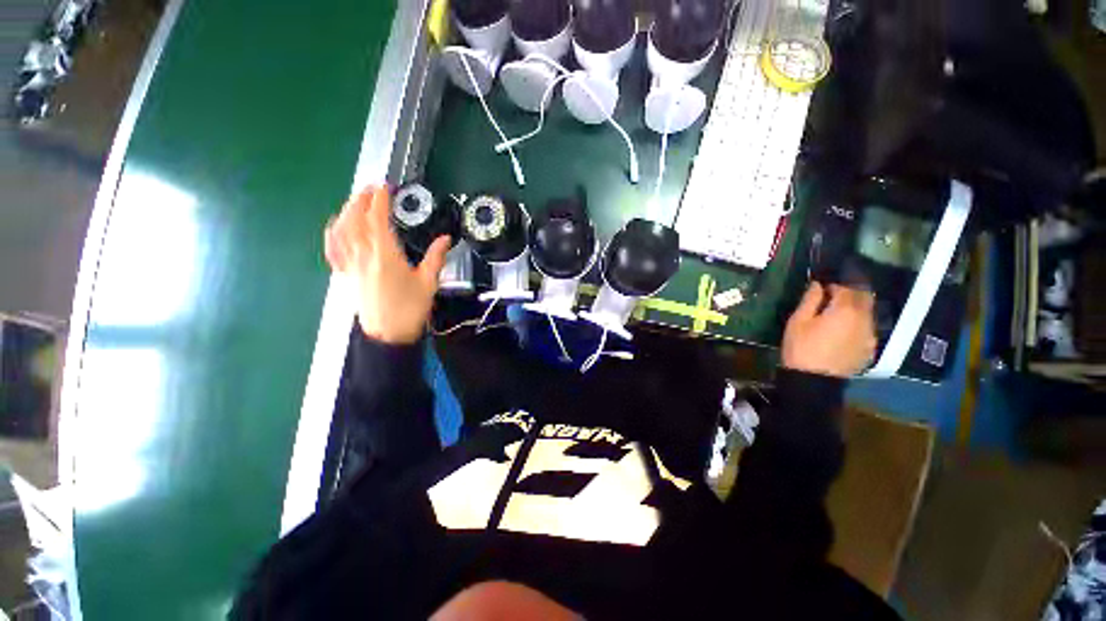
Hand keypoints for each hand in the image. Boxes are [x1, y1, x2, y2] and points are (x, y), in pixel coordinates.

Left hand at [324, 185, 450, 344]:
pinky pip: (333, 249)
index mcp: (385, 254)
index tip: (385, 188)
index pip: (377, 219)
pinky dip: (333, 233)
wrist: (388, 333)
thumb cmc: (410, 308)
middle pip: (354, 219)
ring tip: (356, 202)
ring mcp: (351, 264)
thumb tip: (446, 239)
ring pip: (341, 230)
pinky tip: (336, 227)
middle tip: (371, 189)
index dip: (380, 200)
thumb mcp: (429, 282)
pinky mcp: (346, 274)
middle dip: (361, 200)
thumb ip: (436, 257)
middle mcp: (363, 255)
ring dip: (346, 211)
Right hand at [782, 282, 876, 377]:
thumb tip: (818, 285)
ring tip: (837, 314)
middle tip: (833, 295)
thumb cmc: (801, 347)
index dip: (834, 284)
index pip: (846, 287)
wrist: (814, 380)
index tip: (822, 286)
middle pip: (864, 297)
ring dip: (855, 308)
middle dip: (850, 292)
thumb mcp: (798, 321)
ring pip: (867, 313)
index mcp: (845, 309)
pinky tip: (843, 332)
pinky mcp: (869, 348)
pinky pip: (866, 329)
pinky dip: (857, 324)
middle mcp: (864, 319)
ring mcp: (870, 335)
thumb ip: (811, 300)